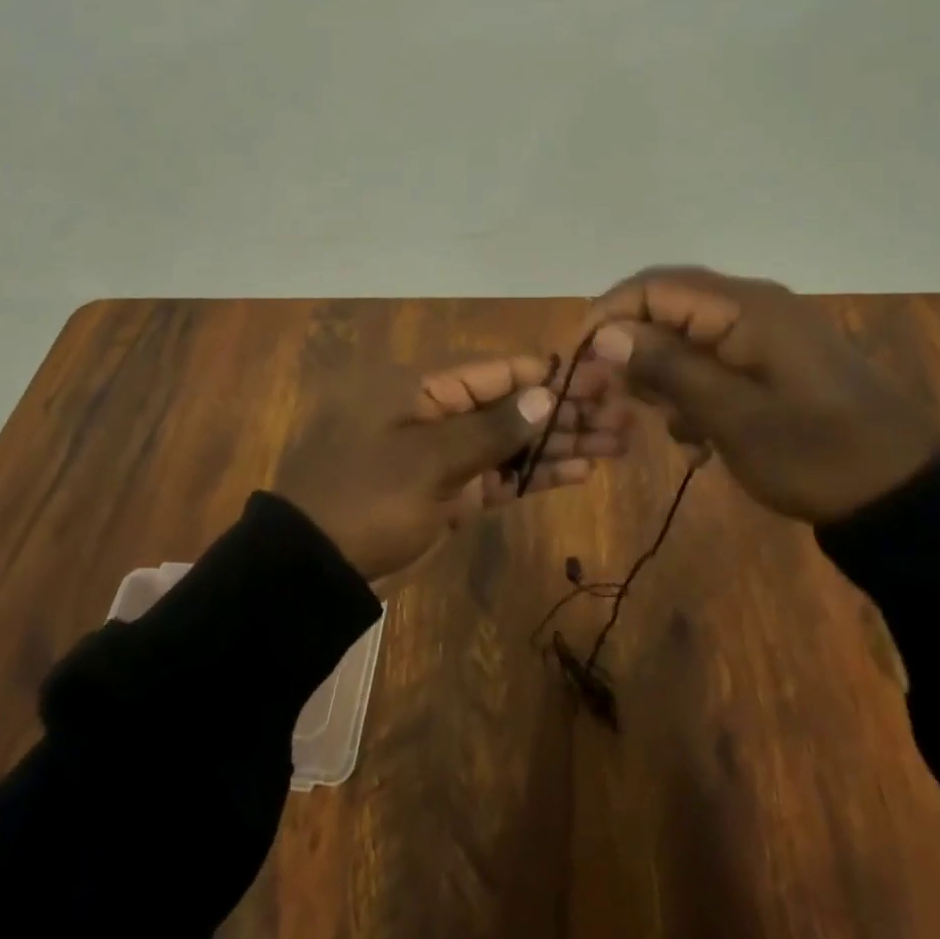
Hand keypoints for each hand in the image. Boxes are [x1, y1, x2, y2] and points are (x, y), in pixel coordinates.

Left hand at [273, 356, 631, 580]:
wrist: (315, 567)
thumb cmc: (368, 498)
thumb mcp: (428, 460)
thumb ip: (491, 429)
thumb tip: (546, 394)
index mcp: (427, 387)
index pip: (500, 371)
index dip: (551, 374)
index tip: (601, 379)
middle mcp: (442, 412)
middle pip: (515, 404)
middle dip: (567, 410)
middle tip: (623, 416)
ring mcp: (449, 454)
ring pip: (515, 441)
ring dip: (561, 442)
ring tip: (617, 442)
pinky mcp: (454, 492)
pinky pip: (502, 475)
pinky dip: (537, 474)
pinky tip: (580, 472)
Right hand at [582, 267, 939, 523]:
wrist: (907, 492)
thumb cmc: (816, 453)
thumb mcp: (732, 416)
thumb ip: (667, 367)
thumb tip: (604, 334)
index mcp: (742, 307)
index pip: (653, 287)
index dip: (608, 316)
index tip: (580, 361)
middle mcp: (750, 305)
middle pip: (667, 307)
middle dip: (632, 348)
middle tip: (612, 398)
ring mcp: (765, 332)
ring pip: (686, 335)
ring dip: (662, 374)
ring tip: (660, 422)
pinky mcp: (774, 359)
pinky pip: (714, 358)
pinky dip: (694, 389)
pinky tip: (696, 434)